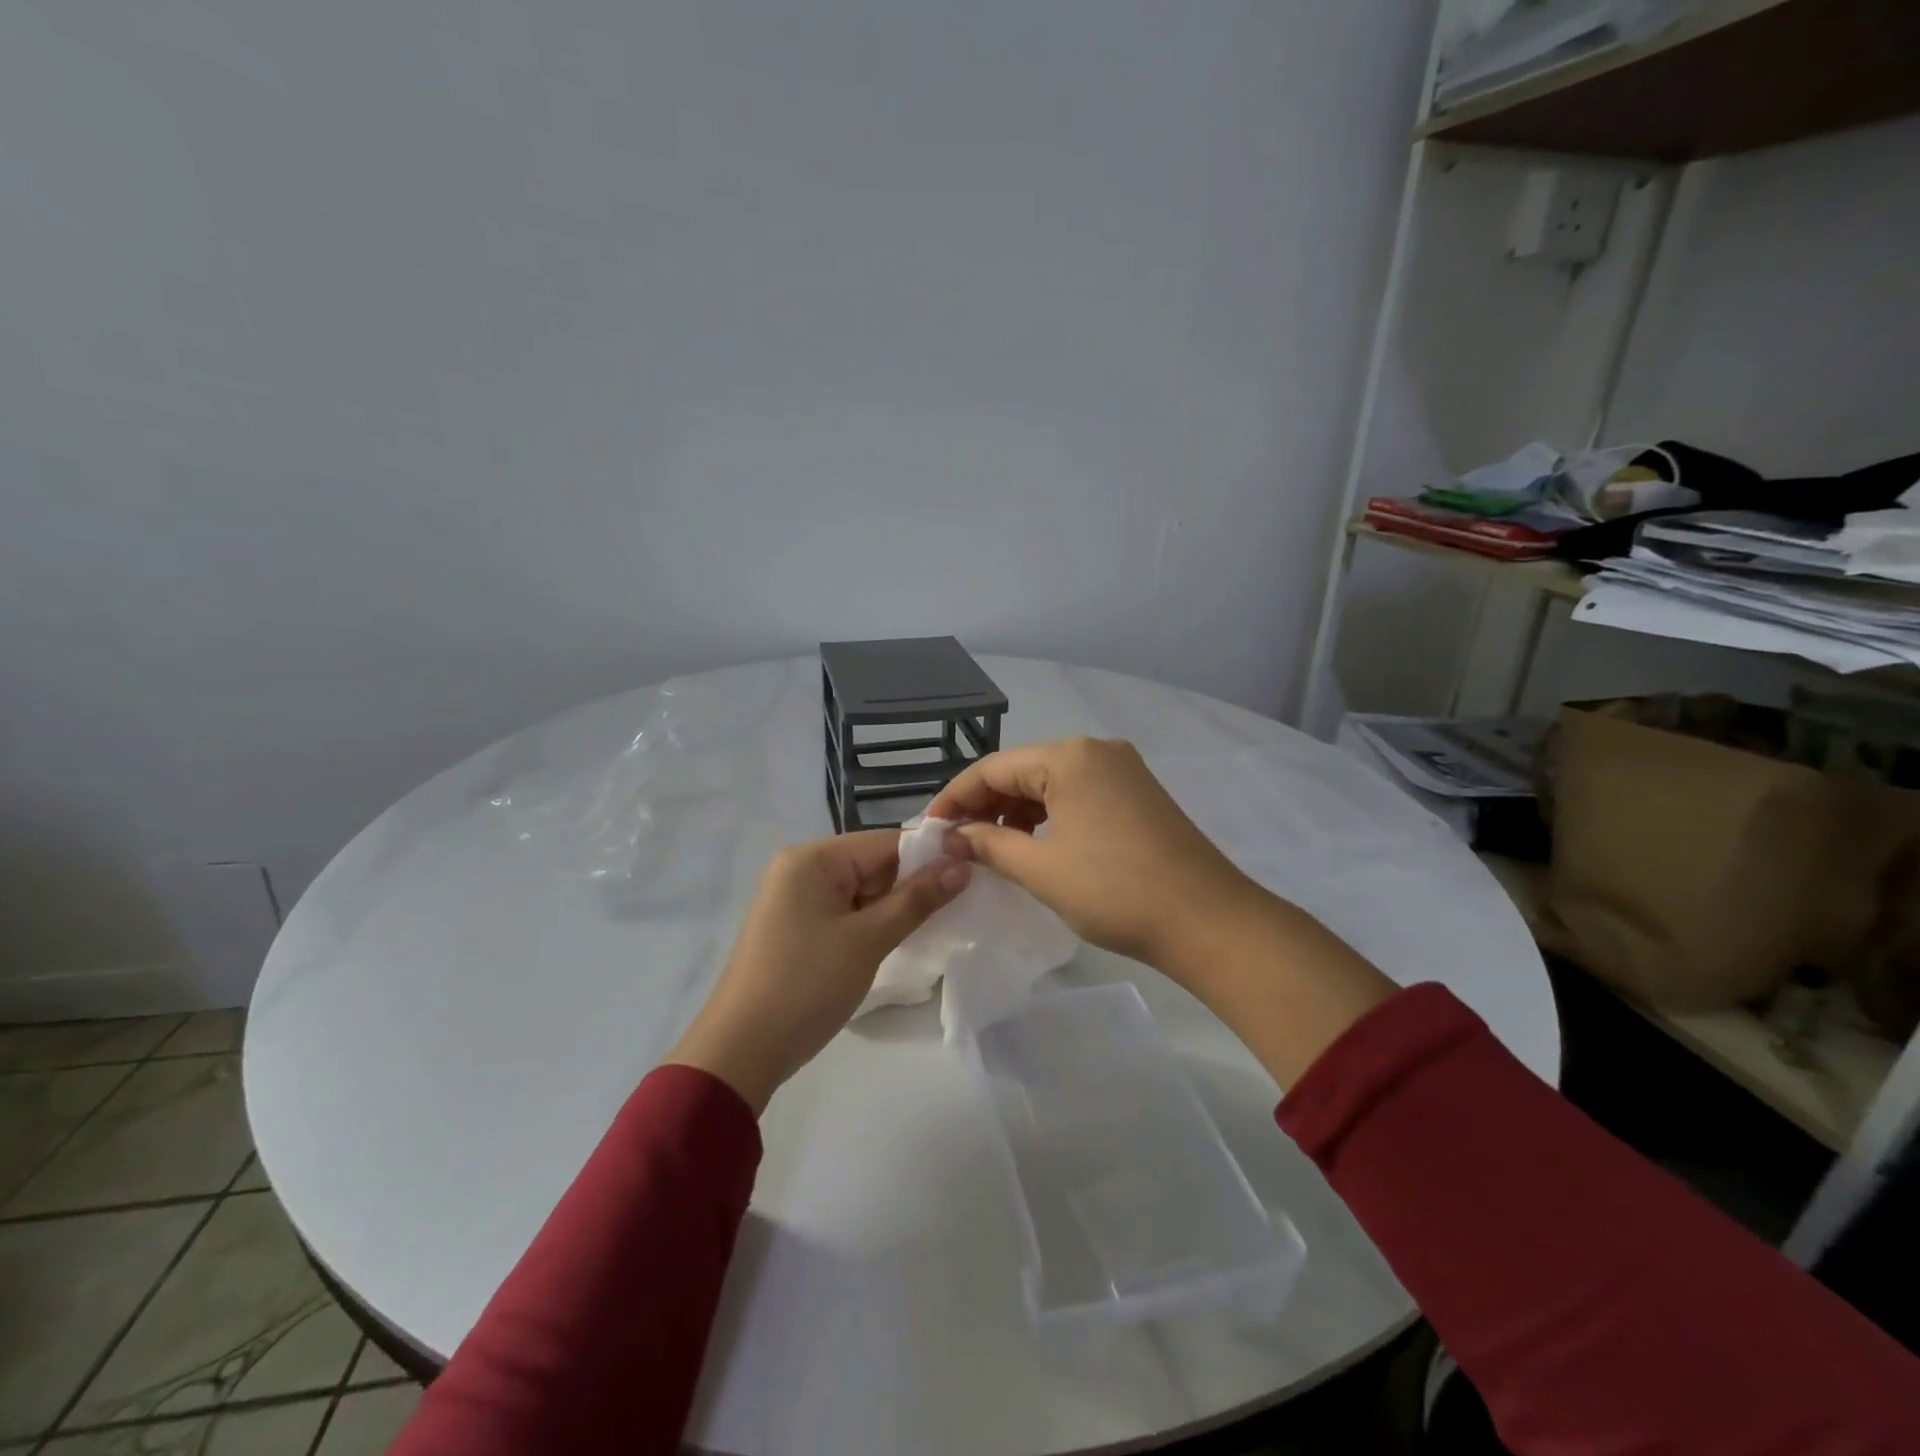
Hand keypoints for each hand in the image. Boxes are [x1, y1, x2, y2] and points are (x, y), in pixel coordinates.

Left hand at [664, 830, 968, 1112]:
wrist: (740, 1051)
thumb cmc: (806, 984)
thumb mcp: (868, 939)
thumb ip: (917, 899)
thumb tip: (963, 866)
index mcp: (812, 859)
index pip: (884, 843)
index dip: (929, 857)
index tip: (971, 874)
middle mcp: (800, 869)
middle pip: (872, 864)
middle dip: (911, 886)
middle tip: (958, 907)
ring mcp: (795, 900)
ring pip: (862, 892)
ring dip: (893, 908)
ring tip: (934, 927)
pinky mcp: (796, 928)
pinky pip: (845, 913)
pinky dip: (871, 925)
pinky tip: (897, 942)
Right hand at [928, 737, 1395, 1084]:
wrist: (1209, 921)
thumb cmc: (1115, 890)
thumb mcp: (1041, 869)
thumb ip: (989, 845)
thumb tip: (953, 836)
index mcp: (1069, 756)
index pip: (993, 768)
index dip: (955, 799)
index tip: (929, 830)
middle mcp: (1096, 750)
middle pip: (1022, 771)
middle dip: (986, 806)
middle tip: (957, 844)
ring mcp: (1123, 770)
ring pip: (1051, 783)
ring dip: (1017, 813)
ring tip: (994, 850)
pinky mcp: (1139, 794)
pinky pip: (1078, 794)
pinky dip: (1050, 817)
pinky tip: (1037, 846)